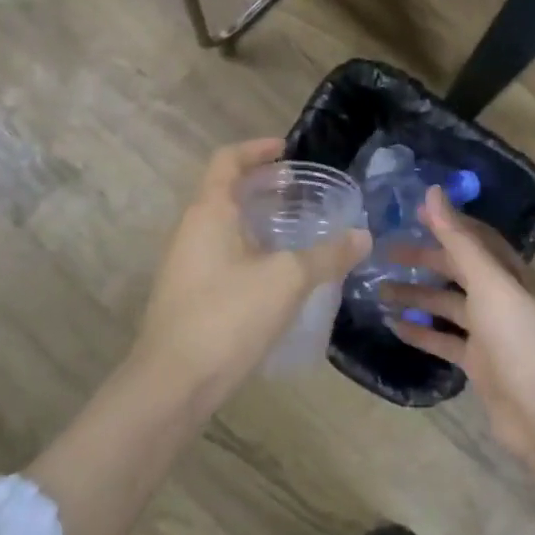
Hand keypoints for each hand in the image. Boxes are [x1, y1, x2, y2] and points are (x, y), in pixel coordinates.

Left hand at [132, 139, 368, 409]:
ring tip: (297, 231)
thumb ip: (327, 255)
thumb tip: (363, 236)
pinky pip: (224, 255)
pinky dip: (252, 250)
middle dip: (264, 188)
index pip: (227, 160)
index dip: (257, 149)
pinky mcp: (189, 295)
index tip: (288, 150)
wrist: (172, 385)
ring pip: (226, 227)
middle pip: (226, 192)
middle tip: (302, 194)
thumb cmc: (227, 316)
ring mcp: (186, 264)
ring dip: (258, 221)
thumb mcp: (287, 280)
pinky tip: (279, 275)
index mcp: (209, 211)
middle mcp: (192, 230)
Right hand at [383, 187, 534, 461]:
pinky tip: (393, 325)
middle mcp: (501, 296)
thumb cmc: (516, 337)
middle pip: (458, 269)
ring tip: (380, 291)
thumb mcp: (487, 282)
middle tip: (385, 253)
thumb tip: (432, 192)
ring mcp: (489, 331)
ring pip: (447, 304)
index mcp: (510, 272)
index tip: (412, 214)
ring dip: (417, 296)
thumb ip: (457, 239)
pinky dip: (421, 331)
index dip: (447, 223)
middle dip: (424, 259)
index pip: (475, 237)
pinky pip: (444, 339)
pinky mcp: (478, 361)